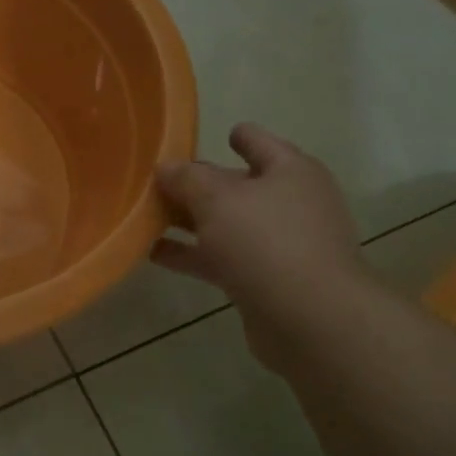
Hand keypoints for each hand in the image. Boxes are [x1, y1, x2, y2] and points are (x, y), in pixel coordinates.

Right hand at [152, 124, 366, 369]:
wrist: (310, 319)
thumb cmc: (267, 242)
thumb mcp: (218, 199)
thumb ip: (187, 179)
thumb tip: (165, 167)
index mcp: (290, 171)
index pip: (258, 141)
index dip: (235, 136)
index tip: (206, 138)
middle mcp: (288, 203)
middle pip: (237, 184)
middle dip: (199, 183)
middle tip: (156, 182)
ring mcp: (278, 245)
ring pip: (225, 225)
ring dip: (189, 222)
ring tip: (145, 217)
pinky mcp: (264, 280)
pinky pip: (221, 259)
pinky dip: (191, 255)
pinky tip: (154, 254)